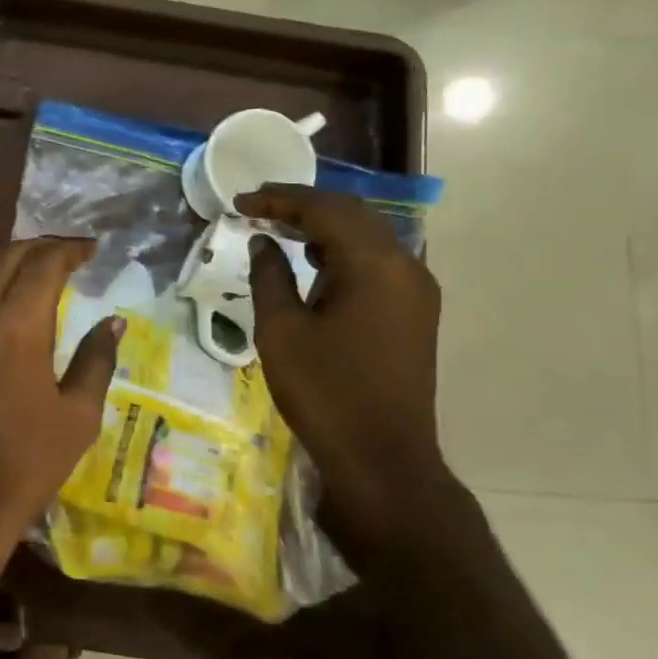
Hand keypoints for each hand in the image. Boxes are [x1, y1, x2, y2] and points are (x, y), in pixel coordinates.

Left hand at [0, 238, 123, 577]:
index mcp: (18, 323)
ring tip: (26, 266)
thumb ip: (96, 360)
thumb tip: (113, 321)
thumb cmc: (24, 463)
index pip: (45, 263)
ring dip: (2, 258)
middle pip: (6, 256)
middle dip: (39, 248)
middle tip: (63, 255)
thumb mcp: (77, 416)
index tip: (89, 250)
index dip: (70, 250)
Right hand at [234, 183, 464, 573]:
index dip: (280, 200)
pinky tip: (314, 263)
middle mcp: (406, 267)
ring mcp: (416, 291)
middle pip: (353, 215)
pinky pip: (377, 263)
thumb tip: (264, 243)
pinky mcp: (414, 313)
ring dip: (324, 227)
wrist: (382, 458)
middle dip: (303, 206)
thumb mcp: (281, 331)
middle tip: (257, 207)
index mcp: (375, 265)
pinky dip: (342, 253)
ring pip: (368, 237)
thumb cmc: (325, 392)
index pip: (325, 209)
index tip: (241, 201)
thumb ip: (270, 276)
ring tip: (278, 229)